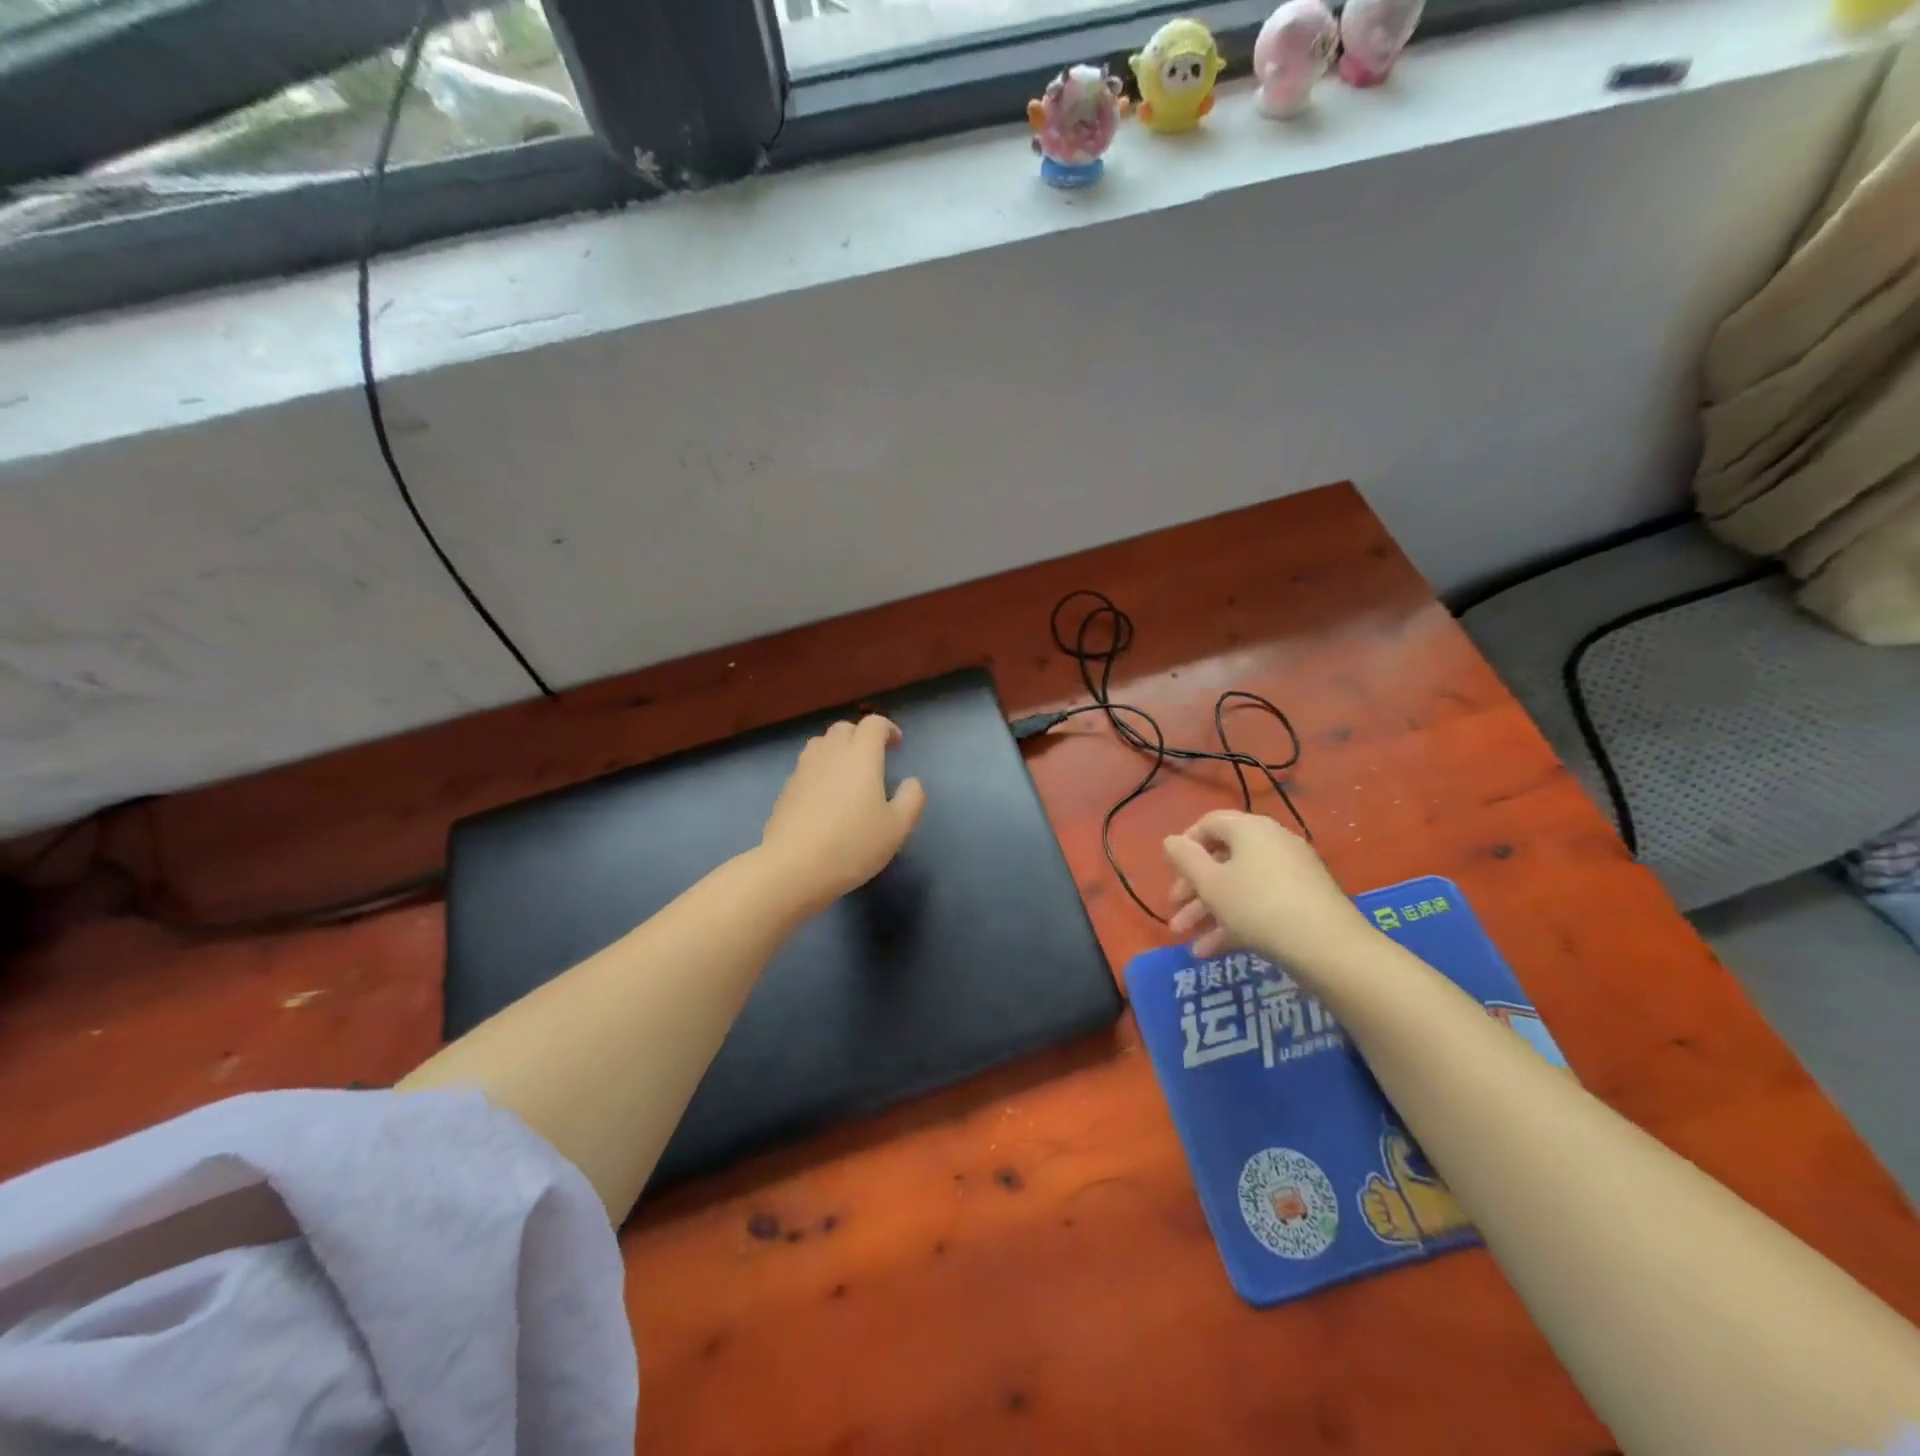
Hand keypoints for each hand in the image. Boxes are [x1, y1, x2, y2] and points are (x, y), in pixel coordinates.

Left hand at [759, 715, 926, 916]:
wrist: (793, 867)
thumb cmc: (852, 844)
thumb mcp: (897, 828)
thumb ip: (911, 799)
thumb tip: (911, 782)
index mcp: (861, 756)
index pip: (874, 723)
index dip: (888, 728)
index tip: (897, 746)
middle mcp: (830, 754)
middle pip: (844, 728)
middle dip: (861, 736)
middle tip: (874, 759)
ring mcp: (803, 769)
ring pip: (821, 744)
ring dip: (837, 749)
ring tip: (848, 774)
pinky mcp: (786, 789)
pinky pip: (806, 766)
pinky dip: (820, 770)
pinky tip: (826, 797)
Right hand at [1162, 810, 1373, 972]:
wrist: (1329, 948)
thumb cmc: (1258, 905)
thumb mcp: (1211, 883)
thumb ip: (1185, 859)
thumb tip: (1171, 840)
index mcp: (1250, 829)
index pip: (1210, 823)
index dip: (1185, 845)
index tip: (1171, 872)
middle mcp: (1272, 843)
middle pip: (1223, 858)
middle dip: (1194, 888)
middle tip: (1175, 911)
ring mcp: (1292, 873)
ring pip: (1239, 886)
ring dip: (1209, 911)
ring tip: (1187, 940)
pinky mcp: (1304, 901)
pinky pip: (1260, 903)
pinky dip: (1235, 922)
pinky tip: (1212, 951)